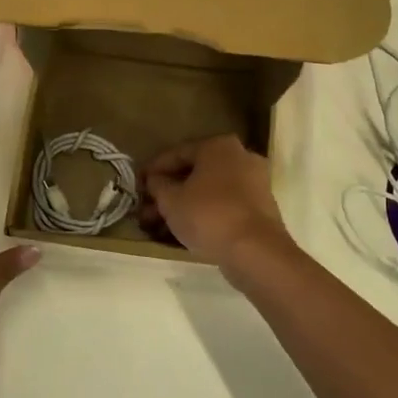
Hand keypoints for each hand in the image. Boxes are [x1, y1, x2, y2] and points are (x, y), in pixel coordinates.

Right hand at [142, 135, 290, 267]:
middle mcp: (240, 157)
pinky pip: (223, 206)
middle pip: (194, 173)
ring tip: (159, 226)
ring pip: (208, 192)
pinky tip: (184, 232)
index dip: (153, 170)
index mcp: (219, 146)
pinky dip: (203, 215)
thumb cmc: (208, 215)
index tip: (137, 185)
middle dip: (167, 193)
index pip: (177, 153)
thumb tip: (155, 180)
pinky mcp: (260, 208)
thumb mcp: (171, 200)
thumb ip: (158, 185)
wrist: (255, 250)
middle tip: (146, 210)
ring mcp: (254, 183)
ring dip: (183, 206)